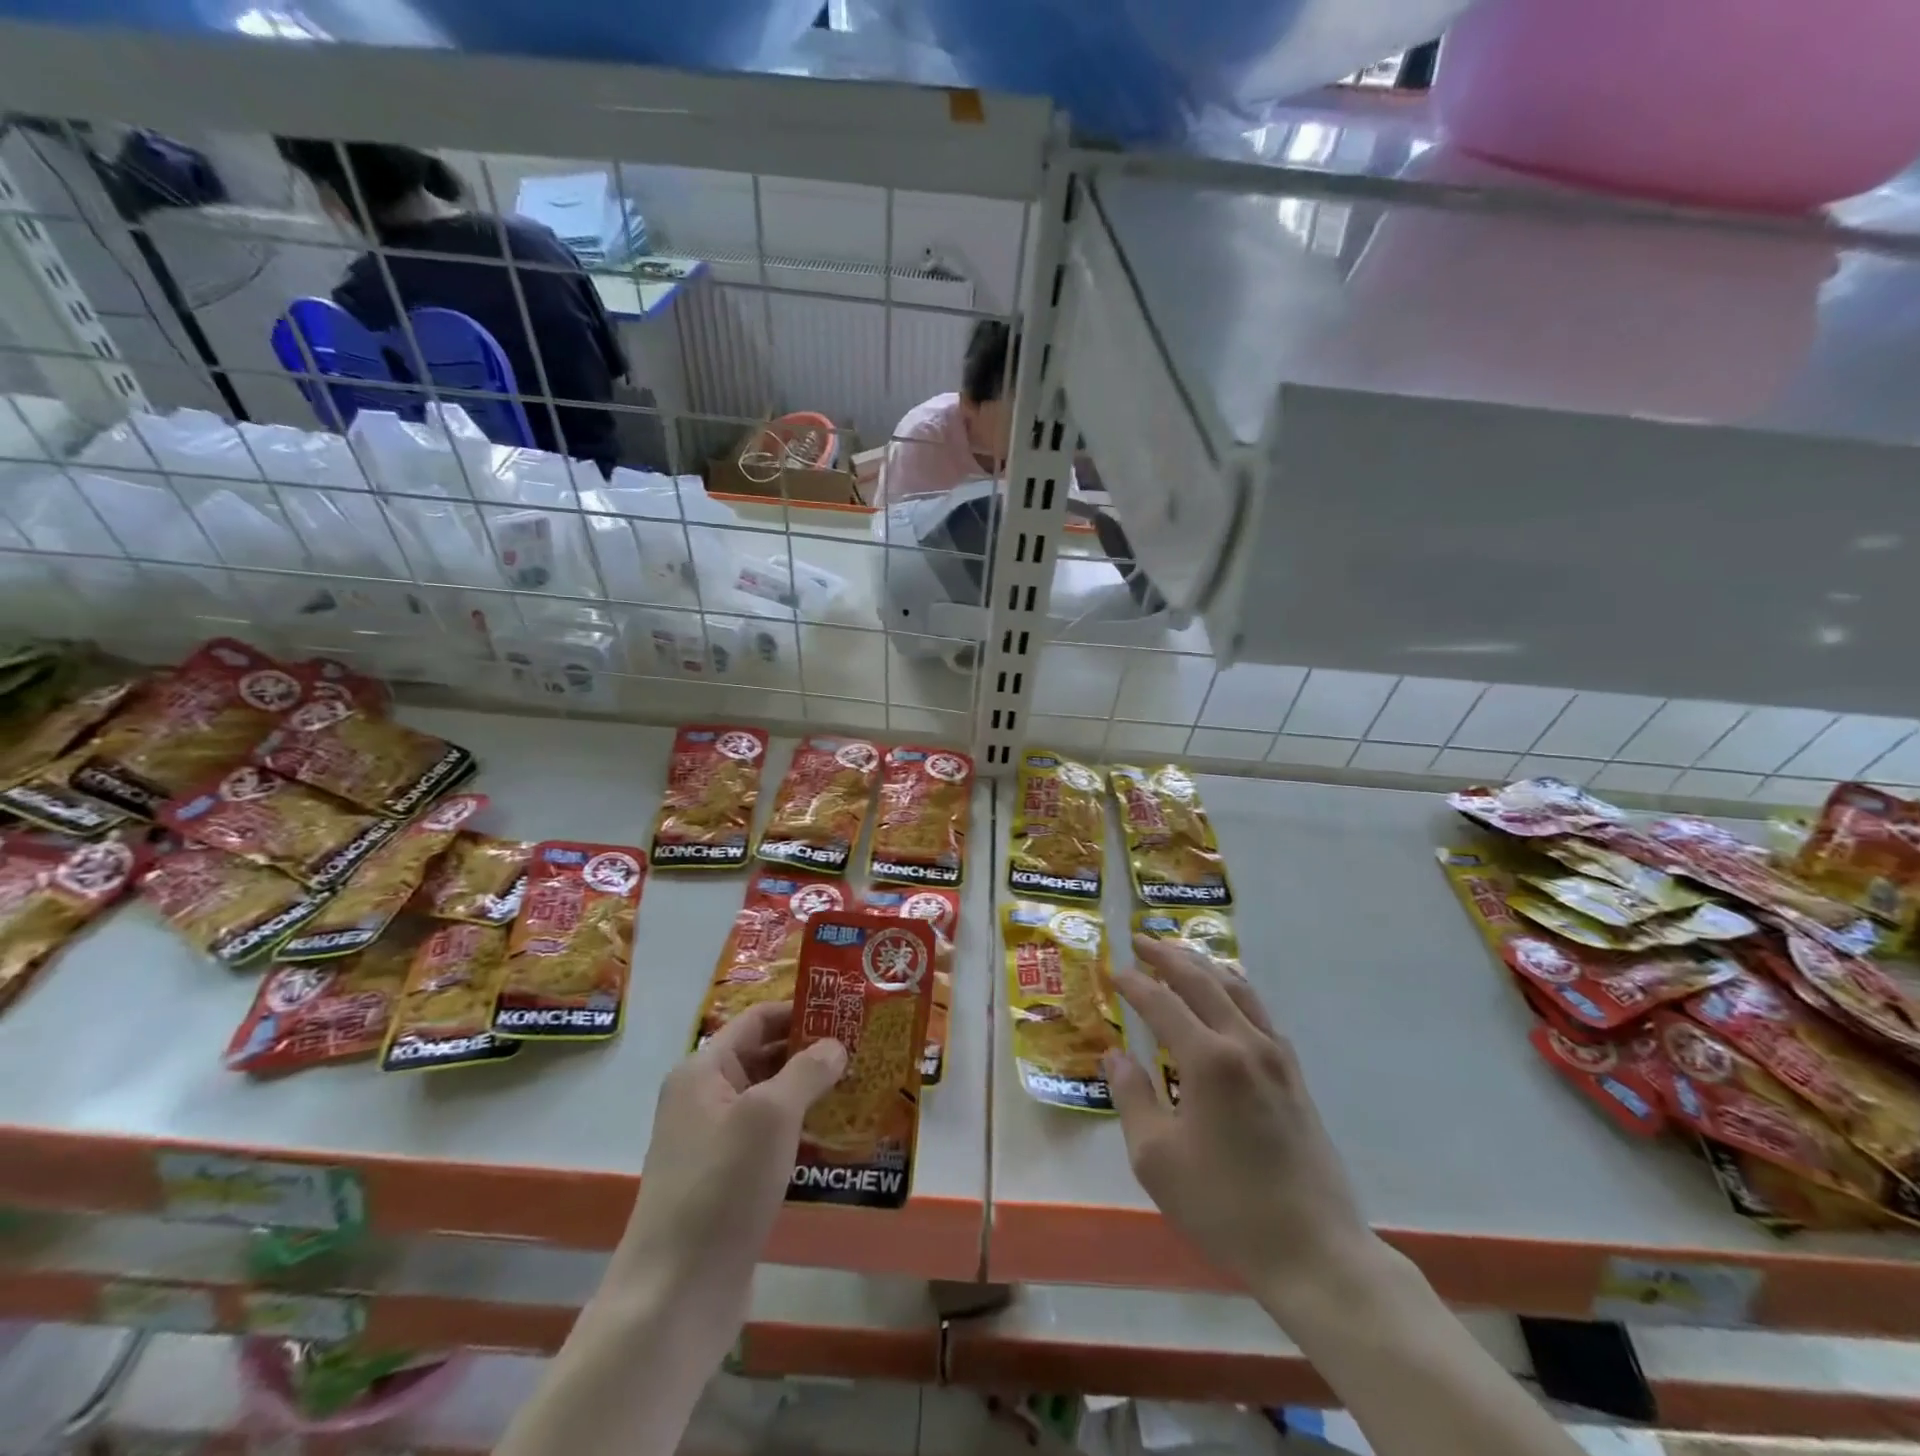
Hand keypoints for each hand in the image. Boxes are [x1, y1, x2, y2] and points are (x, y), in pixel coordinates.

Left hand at [616, 1001, 846, 1299]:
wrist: (675, 1296)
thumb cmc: (722, 1187)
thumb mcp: (770, 1116)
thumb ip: (807, 1071)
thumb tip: (835, 1045)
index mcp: (703, 1071)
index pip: (758, 1020)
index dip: (801, 1011)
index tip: (848, 1012)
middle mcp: (704, 1100)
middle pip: (766, 1058)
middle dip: (813, 1054)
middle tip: (866, 1051)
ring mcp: (714, 1145)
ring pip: (771, 1103)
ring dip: (812, 1096)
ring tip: (864, 1090)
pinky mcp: (728, 1184)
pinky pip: (770, 1143)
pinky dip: (802, 1135)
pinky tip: (840, 1141)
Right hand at [1105, 934, 1379, 1307]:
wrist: (1313, 1252)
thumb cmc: (1225, 1206)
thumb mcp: (1156, 1158)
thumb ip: (1132, 1097)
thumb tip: (1115, 1055)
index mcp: (1209, 1060)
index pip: (1162, 1002)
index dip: (1133, 983)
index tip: (1111, 971)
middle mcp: (1245, 1044)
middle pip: (1203, 981)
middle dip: (1168, 956)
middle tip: (1141, 940)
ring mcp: (1277, 1058)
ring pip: (1237, 990)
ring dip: (1204, 966)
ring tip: (1180, 955)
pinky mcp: (1294, 1076)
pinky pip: (1259, 1013)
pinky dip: (1234, 991)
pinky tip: (1226, 999)